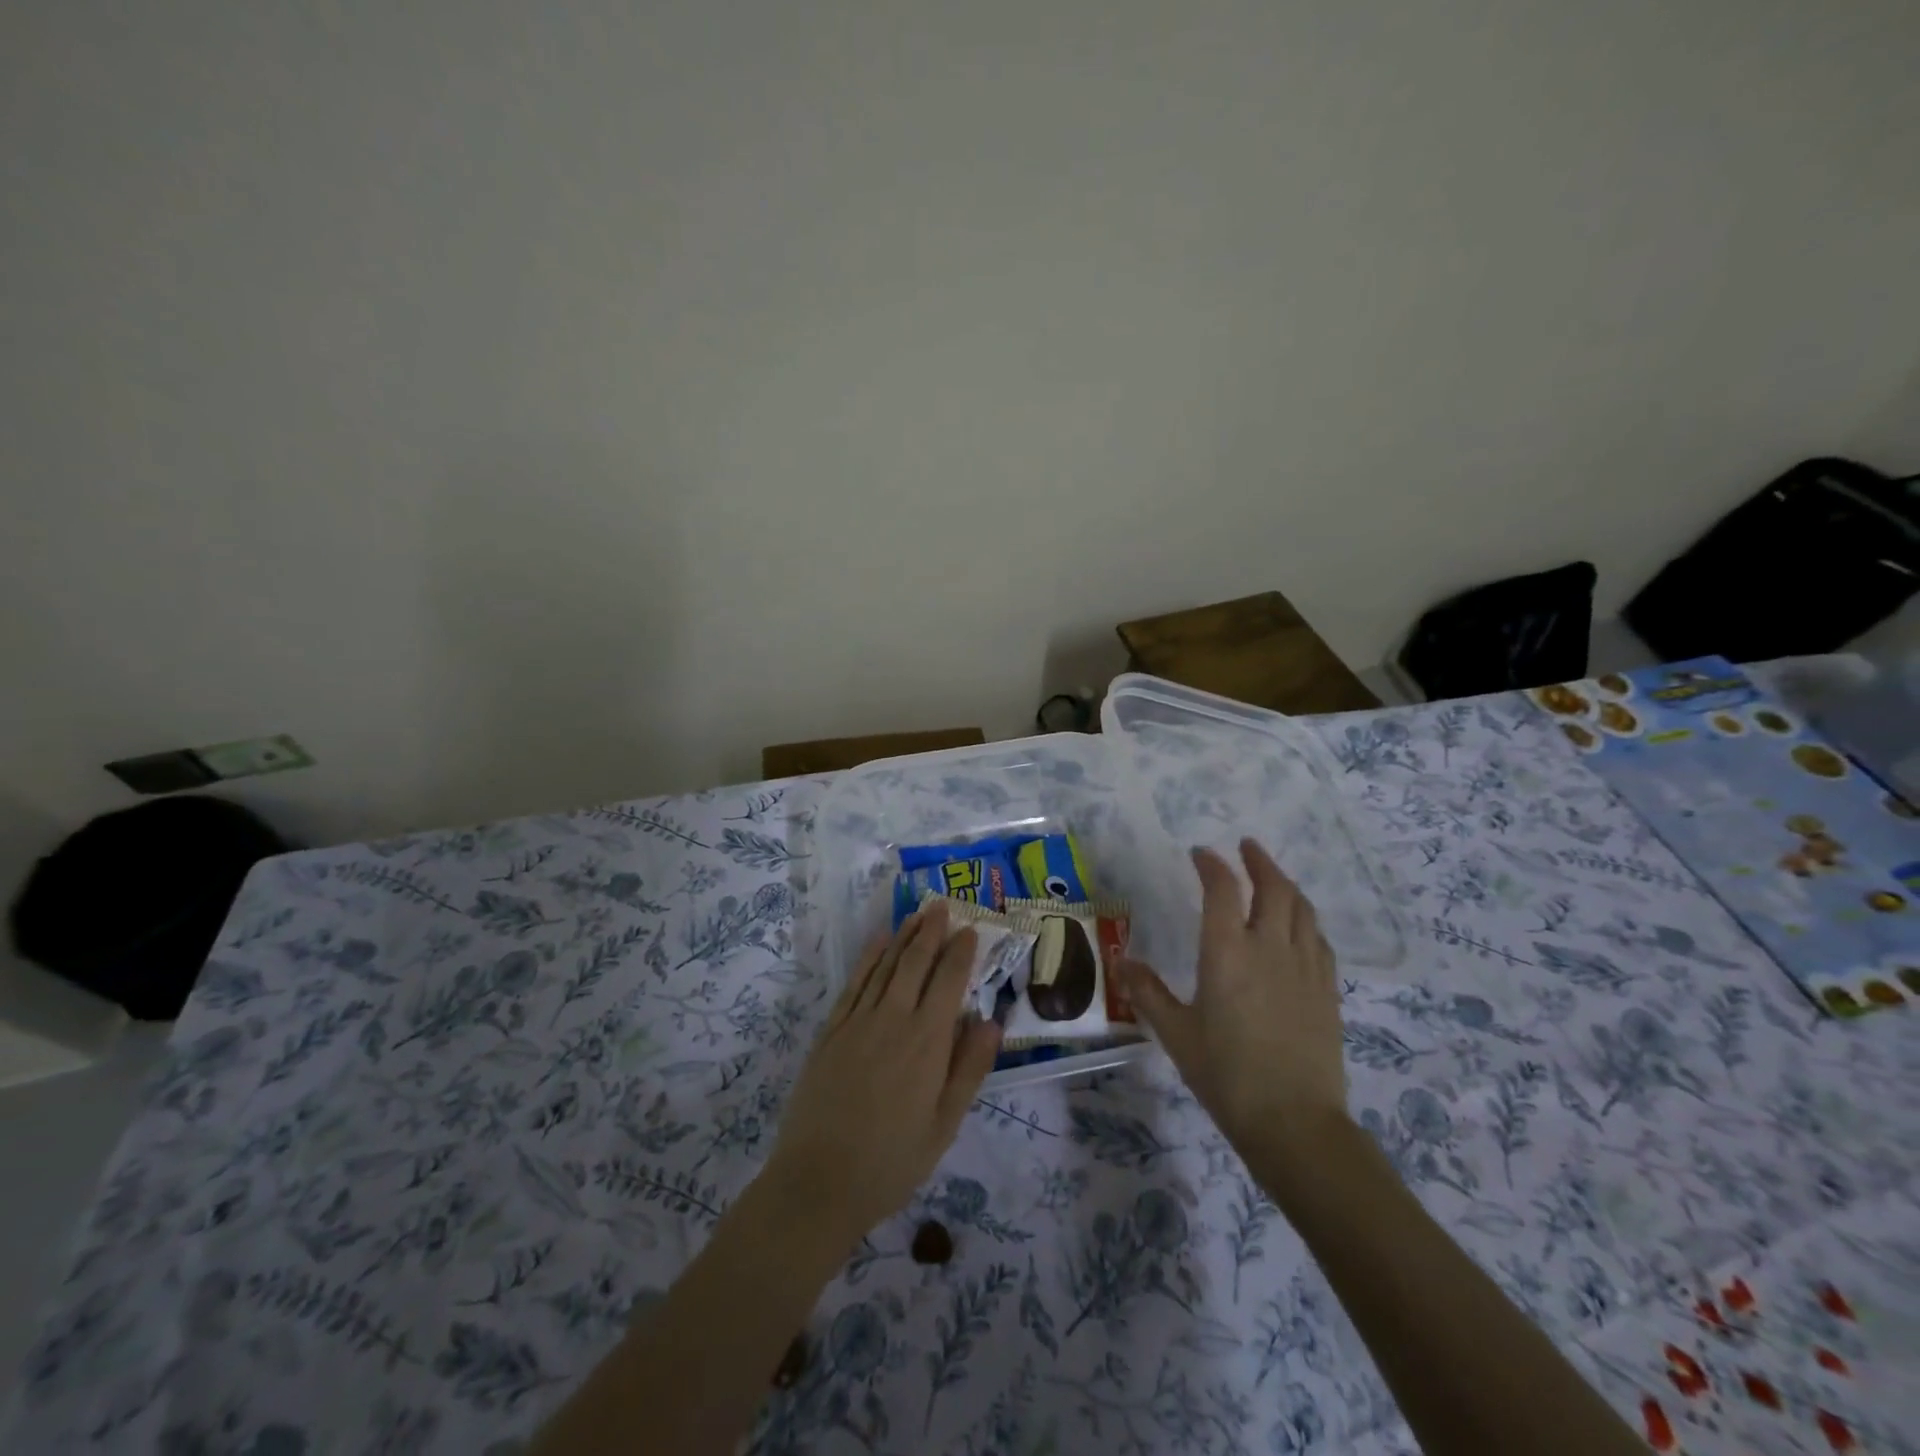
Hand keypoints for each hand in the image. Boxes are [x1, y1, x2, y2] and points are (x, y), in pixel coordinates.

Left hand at [761, 900, 1001, 1250]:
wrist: (818, 1182)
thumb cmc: (891, 1161)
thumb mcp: (944, 1125)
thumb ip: (969, 1069)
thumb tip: (992, 1021)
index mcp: (928, 1042)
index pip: (949, 981)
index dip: (960, 952)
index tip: (970, 928)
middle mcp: (893, 1019)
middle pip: (916, 962)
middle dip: (931, 931)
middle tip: (942, 905)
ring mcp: (858, 1021)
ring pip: (886, 965)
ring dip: (903, 936)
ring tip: (917, 914)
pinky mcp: (831, 1030)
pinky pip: (854, 983)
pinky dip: (869, 957)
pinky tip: (877, 942)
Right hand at [1117, 840, 1348, 1175]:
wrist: (1295, 1122)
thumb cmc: (1226, 1075)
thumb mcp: (1176, 1033)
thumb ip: (1147, 992)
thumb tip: (1121, 963)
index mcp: (1227, 952)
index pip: (1222, 890)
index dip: (1211, 865)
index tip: (1200, 854)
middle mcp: (1269, 947)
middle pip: (1273, 888)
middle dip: (1259, 861)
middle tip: (1246, 847)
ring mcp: (1304, 967)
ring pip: (1302, 908)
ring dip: (1286, 884)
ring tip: (1273, 878)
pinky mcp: (1327, 990)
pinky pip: (1319, 939)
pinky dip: (1305, 919)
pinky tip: (1300, 927)